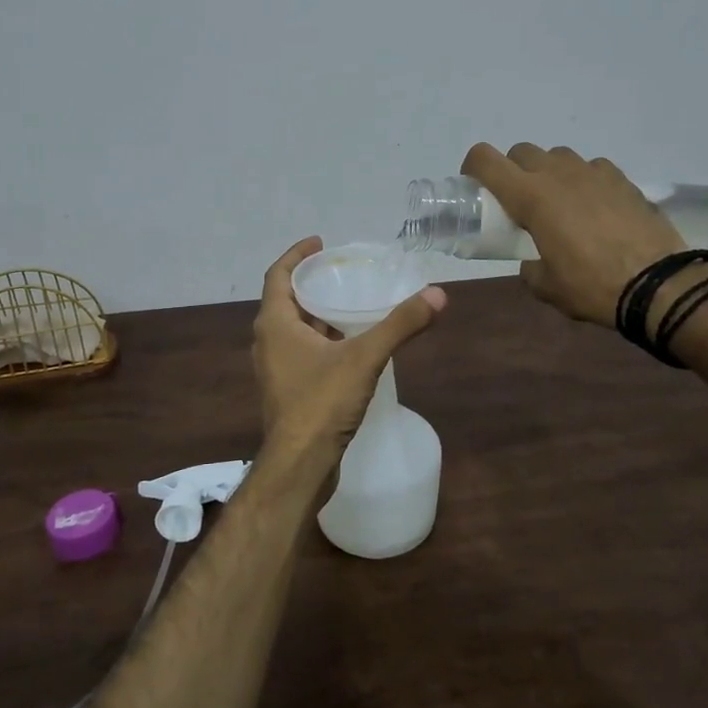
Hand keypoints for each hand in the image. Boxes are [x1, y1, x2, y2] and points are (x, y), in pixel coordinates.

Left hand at [252, 237, 446, 456]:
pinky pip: (303, 353)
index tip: (319, 242)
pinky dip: (322, 341)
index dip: (296, 255)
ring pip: (295, 330)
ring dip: (318, 315)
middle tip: (343, 272)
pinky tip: (350, 346)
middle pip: (287, 301)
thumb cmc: (321, 403)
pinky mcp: (288, 391)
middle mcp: (268, 342)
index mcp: (275, 324)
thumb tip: (438, 294)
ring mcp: (276, 369)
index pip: (278, 275)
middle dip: (312, 284)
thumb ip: (400, 325)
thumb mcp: (364, 358)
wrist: (300, 465)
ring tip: (351, 304)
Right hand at [461, 143, 684, 326]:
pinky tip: (593, 207)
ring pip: (558, 156)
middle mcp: (558, 174)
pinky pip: (591, 168)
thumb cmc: (591, 285)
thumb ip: (529, 266)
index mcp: (530, 196)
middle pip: (521, 152)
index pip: (485, 159)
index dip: (473, 167)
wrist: (658, 284)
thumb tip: (533, 261)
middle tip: (518, 201)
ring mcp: (593, 172)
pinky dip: (584, 181)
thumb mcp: (545, 285)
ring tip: (558, 203)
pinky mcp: (622, 179)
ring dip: (549, 172)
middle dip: (512, 171)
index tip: (475, 187)